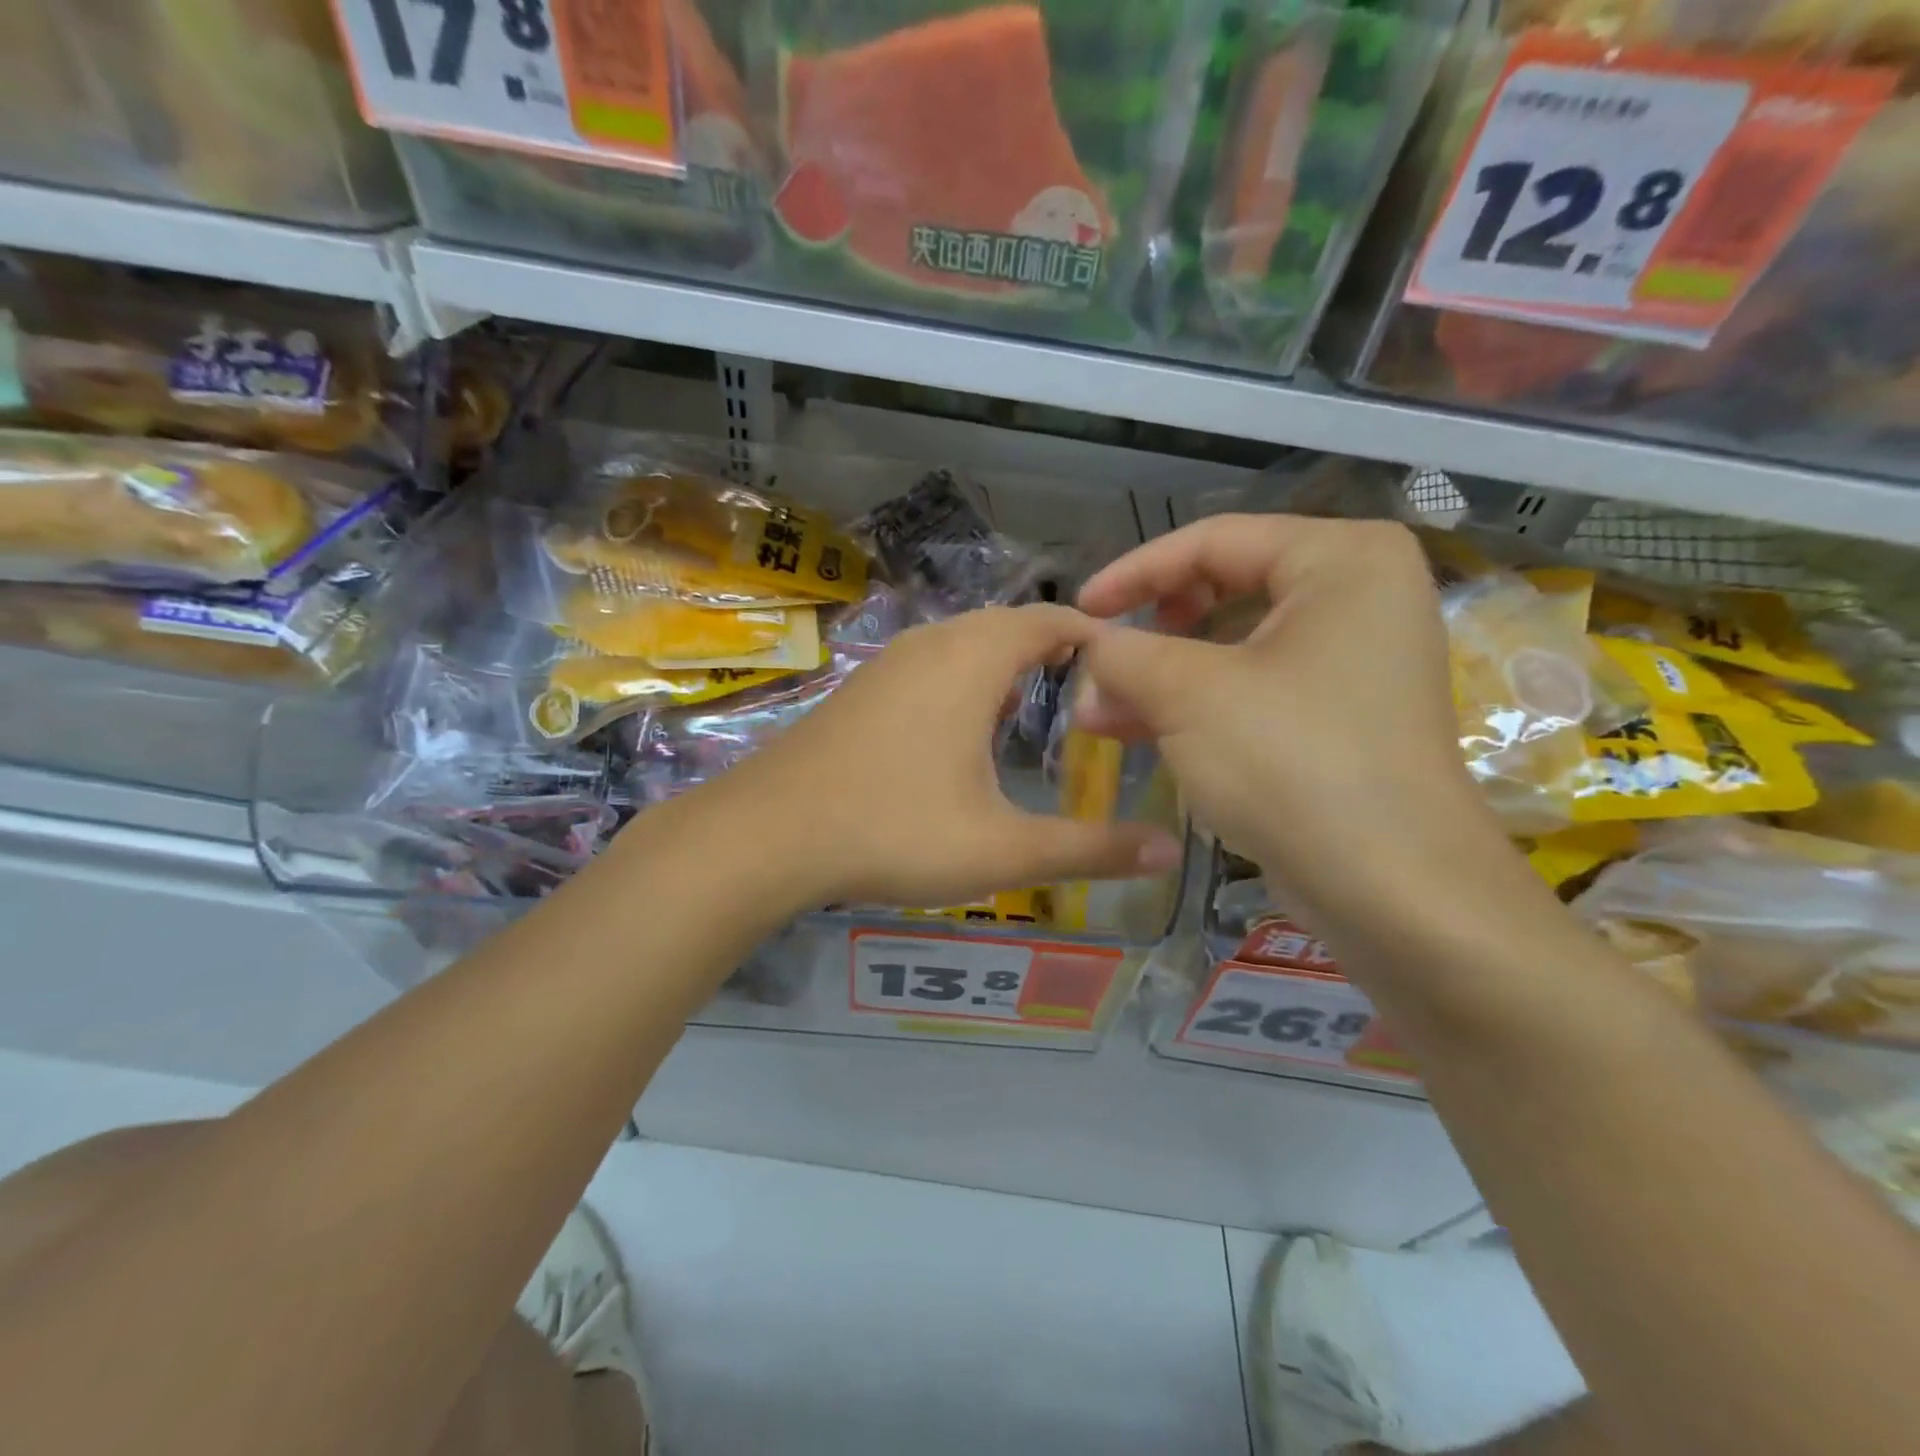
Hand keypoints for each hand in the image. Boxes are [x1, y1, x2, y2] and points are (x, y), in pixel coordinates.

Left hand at [694, 604, 1183, 911]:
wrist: (768, 834)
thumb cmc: (894, 830)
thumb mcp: (1002, 849)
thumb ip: (1089, 849)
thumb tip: (1167, 853)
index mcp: (972, 660)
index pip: (1050, 619)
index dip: (1094, 634)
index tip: (1126, 666)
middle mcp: (930, 645)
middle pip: (1007, 626)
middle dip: (1051, 651)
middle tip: (1090, 695)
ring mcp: (888, 664)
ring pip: (963, 644)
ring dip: (1003, 665)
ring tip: (1035, 709)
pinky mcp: (860, 689)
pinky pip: (929, 665)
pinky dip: (962, 681)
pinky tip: (963, 731)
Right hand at [1075, 515, 1509, 936]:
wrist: (1394, 892)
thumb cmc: (1293, 763)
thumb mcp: (1189, 695)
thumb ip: (1125, 653)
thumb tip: (1088, 645)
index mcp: (1342, 560)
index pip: (1215, 540)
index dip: (1134, 572)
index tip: (1080, 608)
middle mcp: (1357, 598)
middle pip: (1223, 591)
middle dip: (1148, 634)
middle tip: (1097, 667)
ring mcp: (1352, 662)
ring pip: (1232, 648)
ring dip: (1160, 677)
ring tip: (1098, 713)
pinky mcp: (1338, 718)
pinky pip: (1252, 690)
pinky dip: (1195, 706)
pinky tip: (1137, 731)